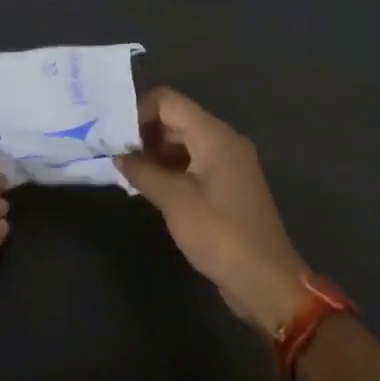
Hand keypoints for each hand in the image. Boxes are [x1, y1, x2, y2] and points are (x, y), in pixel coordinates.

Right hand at [116, 88, 307, 334]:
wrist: (265, 280)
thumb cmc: (219, 233)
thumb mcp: (174, 200)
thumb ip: (143, 172)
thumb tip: (119, 156)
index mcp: (214, 135)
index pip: (169, 101)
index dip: (138, 111)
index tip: (115, 136)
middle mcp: (224, 140)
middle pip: (177, 119)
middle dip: (144, 132)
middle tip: (114, 154)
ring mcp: (228, 164)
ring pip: (184, 142)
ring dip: (155, 152)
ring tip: (127, 171)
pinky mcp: (228, 186)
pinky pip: (194, 163)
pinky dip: (171, 168)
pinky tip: (149, 186)